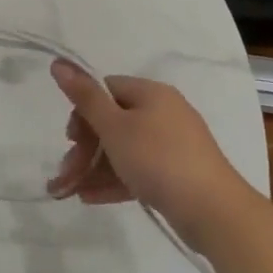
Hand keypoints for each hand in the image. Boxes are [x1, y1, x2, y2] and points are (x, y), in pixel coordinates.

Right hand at [46, 62, 252, 252]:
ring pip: (122, 150)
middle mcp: (164, 113)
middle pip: (112, 122)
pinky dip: (113, 180)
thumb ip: (84, 96)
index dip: (83, 111)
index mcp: (151, 94)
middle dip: (84, 148)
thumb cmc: (158, 159)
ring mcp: (173, 145)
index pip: (106, 89)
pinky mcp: (177, 174)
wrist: (213, 211)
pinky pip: (137, 170)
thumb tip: (58, 62)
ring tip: (70, 191)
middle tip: (67, 170)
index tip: (71, 138)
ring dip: (93, 168)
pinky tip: (90, 198)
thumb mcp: (114, 126)